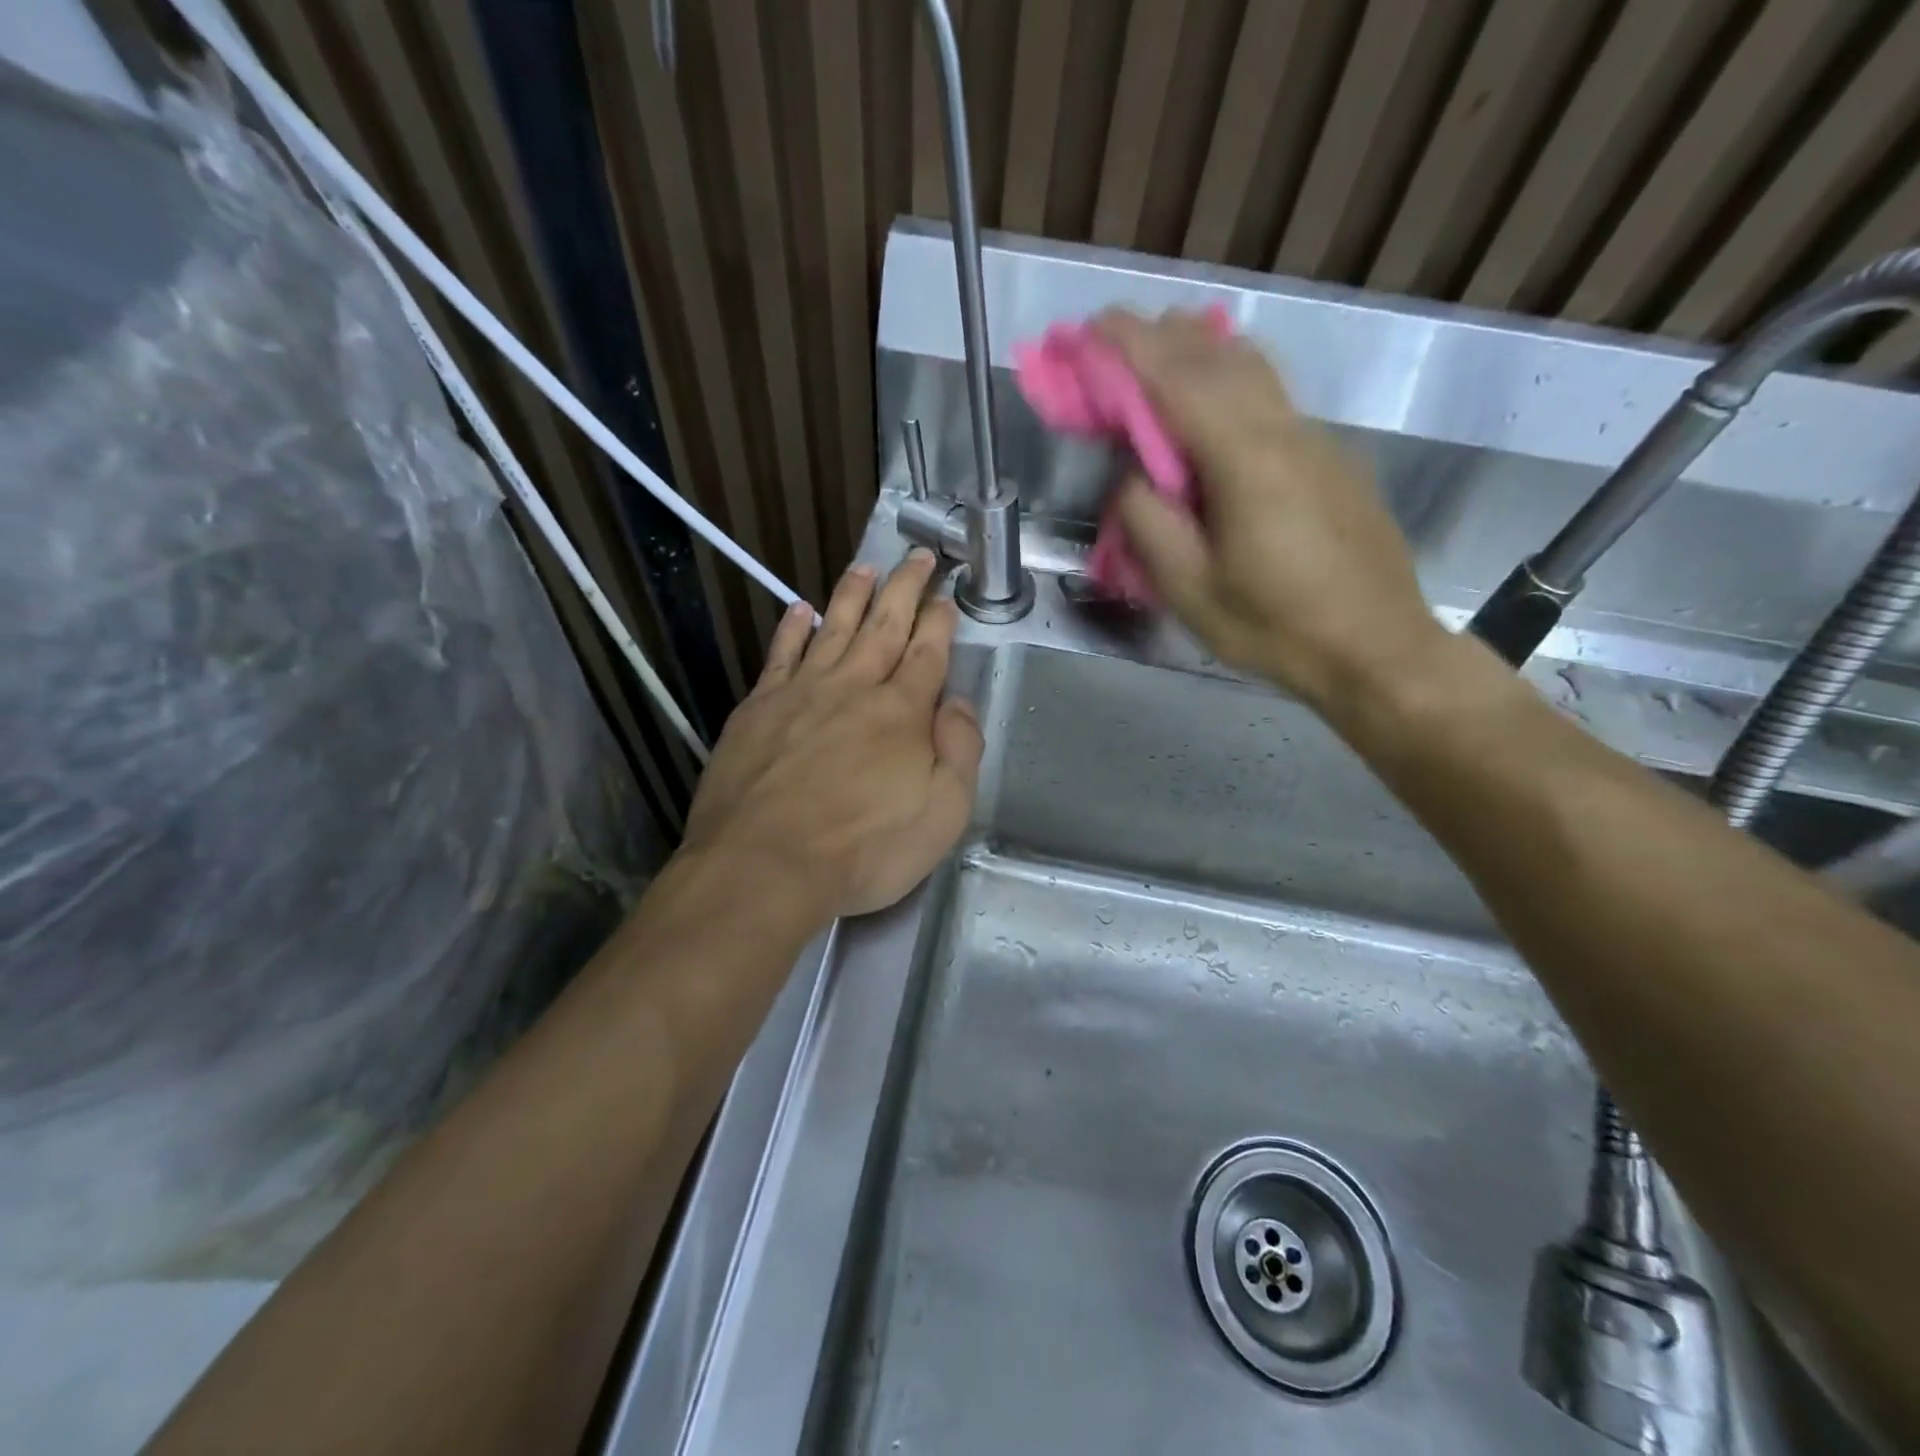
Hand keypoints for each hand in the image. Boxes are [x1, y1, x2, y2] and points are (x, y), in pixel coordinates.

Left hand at [680, 550, 983, 921]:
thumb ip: (959, 751)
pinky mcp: (758, 709)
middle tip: (918, 556)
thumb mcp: (942, 813)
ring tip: (865, 567)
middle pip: (884, 626)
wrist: (764, 866)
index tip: (947, 596)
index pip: (928, 653)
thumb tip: (957, 703)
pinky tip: (799, 610)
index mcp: (902, 711)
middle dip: (905, 588)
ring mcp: (801, 693)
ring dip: (852, 596)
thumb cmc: (864, 850)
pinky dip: (792, 629)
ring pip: (833, 629)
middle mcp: (854, 688)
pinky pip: (780, 655)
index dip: (940, 621)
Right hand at [1095, 309, 1445, 714]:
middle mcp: (1285, 430)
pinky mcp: (1330, 458)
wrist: (1377, 648)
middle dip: (1160, 337)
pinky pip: (1270, 396)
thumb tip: (1132, 476)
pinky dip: (1228, 378)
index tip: (1090, 327)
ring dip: (1199, 349)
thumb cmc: (1275, 628)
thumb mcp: (1190, 590)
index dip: (1129, 348)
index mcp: (1246, 459)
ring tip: (1157, 353)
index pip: (1178, 380)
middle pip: (1219, 356)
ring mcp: (1315, 439)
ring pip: (1254, 367)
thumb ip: (1149, 523)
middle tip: (1111, 338)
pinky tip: (1210, 401)